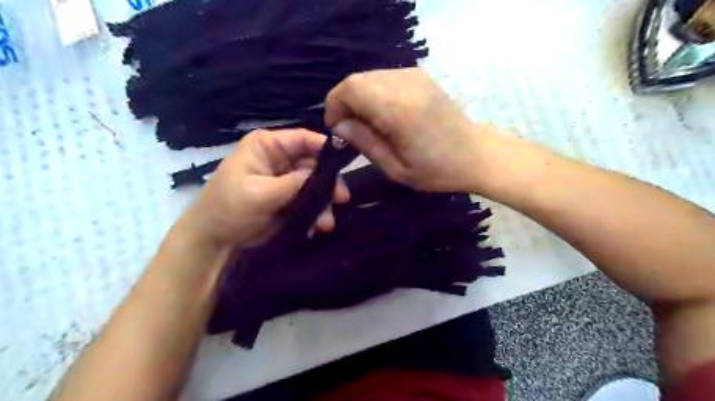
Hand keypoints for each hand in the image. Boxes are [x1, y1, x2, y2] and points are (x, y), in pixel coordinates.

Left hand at [183, 129, 350, 246]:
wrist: (215, 239)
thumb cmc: (230, 208)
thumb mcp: (261, 193)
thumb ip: (294, 183)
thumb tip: (324, 176)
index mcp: (268, 146)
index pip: (303, 139)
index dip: (326, 148)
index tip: (345, 162)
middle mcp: (280, 158)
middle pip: (314, 164)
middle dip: (327, 184)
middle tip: (341, 200)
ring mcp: (285, 179)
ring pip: (315, 184)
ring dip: (323, 203)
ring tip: (325, 224)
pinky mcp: (289, 198)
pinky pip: (310, 200)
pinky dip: (315, 213)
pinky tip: (314, 228)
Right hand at [327, 68, 497, 192]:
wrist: (477, 154)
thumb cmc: (437, 170)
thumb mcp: (395, 168)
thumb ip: (364, 142)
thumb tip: (339, 125)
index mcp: (398, 109)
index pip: (350, 88)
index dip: (335, 105)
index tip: (338, 128)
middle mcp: (405, 83)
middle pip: (357, 80)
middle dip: (345, 103)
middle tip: (353, 130)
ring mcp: (415, 75)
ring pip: (369, 77)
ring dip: (360, 99)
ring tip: (371, 125)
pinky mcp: (421, 76)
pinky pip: (385, 78)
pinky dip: (375, 95)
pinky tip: (386, 115)